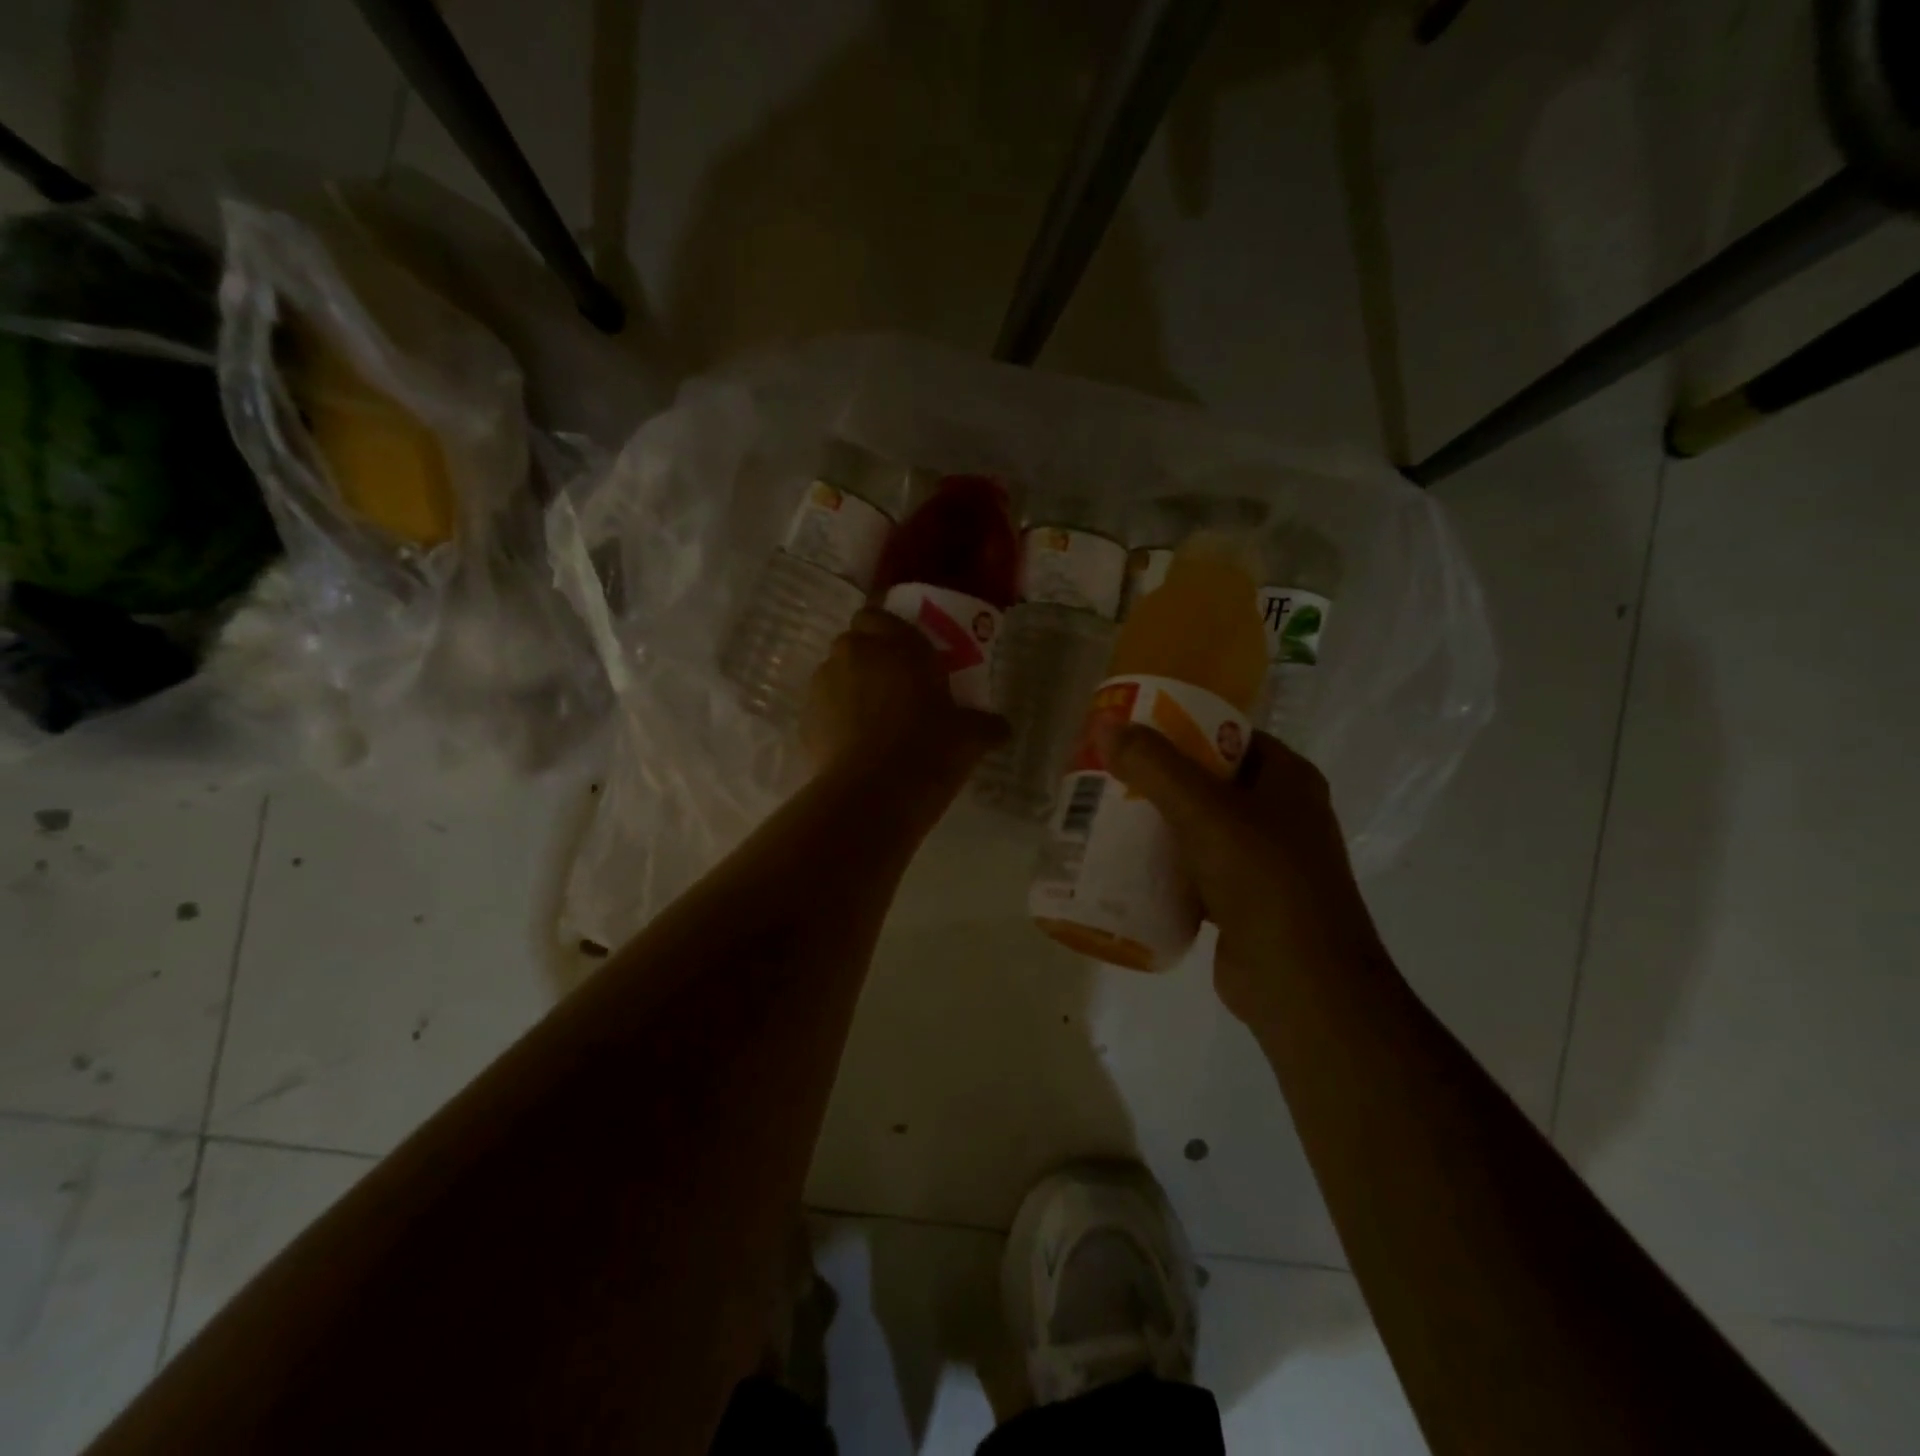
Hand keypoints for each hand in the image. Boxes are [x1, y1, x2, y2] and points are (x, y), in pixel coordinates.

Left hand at [803, 608, 1008, 799]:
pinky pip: (822, 708)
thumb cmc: (929, 750)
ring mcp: (823, 684)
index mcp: (897, 643)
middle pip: (855, 642)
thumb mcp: (970, 738)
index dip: (888, 631)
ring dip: (850, 687)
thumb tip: (1002, 728)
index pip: (879, 614)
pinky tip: (854, 746)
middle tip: (893, 687)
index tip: (904, 654)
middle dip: (869, 657)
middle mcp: (855, 652)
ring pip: (835, 673)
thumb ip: (986, 725)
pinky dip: (834, 719)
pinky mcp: (805, 718)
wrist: (872, 795)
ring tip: (872, 721)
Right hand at [1104, 725, 1382, 1024]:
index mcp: (1288, 779)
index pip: (1227, 734)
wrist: (1301, 985)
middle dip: (1157, 778)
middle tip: (1106, 774)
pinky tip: (1122, 865)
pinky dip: (1163, 867)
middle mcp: (1281, 814)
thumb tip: (1106, 725)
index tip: (1130, 731)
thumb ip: (1153, 766)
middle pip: (1207, 781)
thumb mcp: (1204, 811)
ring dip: (1156, 824)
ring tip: (1103, 815)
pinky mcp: (1242, 902)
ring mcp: (1263, 861)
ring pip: (1198, 828)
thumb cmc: (1263, 880)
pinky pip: (1194, 870)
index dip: (1180, 726)